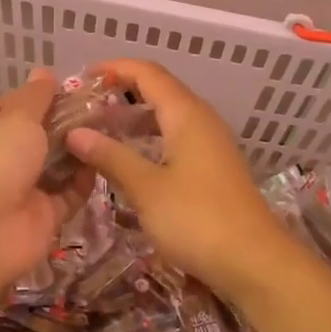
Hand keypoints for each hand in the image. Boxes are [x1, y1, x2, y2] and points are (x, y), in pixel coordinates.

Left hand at [0, 68, 92, 302]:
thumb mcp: (17, 116)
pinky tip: (106, 161)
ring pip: (56, 166)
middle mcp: (2, 159)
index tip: (72, 87)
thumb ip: (36, 96)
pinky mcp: (44, 216)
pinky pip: (69, 195)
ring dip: (79, 150)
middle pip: (39, 136)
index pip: (12, 107)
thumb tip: (44, 72)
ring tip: (111, 129)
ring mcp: (23, 189)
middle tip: (104, 107)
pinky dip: (85, 181)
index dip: (39, 96)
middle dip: (66, 123)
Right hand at [66, 58, 299, 305]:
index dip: (115, 68)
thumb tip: (75, 133)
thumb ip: (111, 156)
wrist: (255, 263)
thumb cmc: (198, 219)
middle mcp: (202, 120)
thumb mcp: (146, 188)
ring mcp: (211, 145)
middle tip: (84, 108)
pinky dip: (150, 139)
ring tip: (100, 130)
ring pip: (168, 116)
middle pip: (159, 90)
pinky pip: (176, 138)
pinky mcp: (214, 168)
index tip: (82, 77)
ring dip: (135, 117)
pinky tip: (131, 159)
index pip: (147, 73)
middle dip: (121, 92)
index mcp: (186, 114)